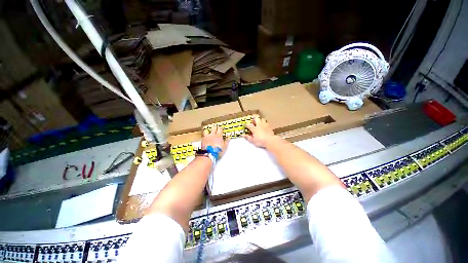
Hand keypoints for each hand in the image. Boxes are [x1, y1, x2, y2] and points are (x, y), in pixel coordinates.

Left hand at [202, 125, 229, 157]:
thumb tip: (228, 137)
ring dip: (208, 132)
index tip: (221, 130)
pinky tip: (205, 139)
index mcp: (218, 136)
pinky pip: (203, 136)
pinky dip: (204, 137)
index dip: (220, 129)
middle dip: (214, 128)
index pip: (220, 128)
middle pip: (213, 127)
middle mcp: (212, 135)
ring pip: (206, 131)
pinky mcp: (202, 140)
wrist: (209, 155)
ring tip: (208, 134)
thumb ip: (226, 141)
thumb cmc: (218, 151)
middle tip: (215, 130)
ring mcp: (207, 137)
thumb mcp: (225, 147)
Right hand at [243, 116, 274, 147]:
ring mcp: (265, 125)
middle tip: (253, 121)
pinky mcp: (269, 127)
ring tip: (259, 122)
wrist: (270, 140)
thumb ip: (248, 137)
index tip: (245, 125)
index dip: (246, 124)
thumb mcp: (253, 141)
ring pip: (262, 119)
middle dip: (254, 118)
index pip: (249, 125)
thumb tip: (243, 135)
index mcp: (254, 129)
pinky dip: (264, 123)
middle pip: (256, 118)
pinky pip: (266, 123)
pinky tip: (264, 126)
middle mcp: (259, 125)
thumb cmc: (260, 141)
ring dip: (260, 120)